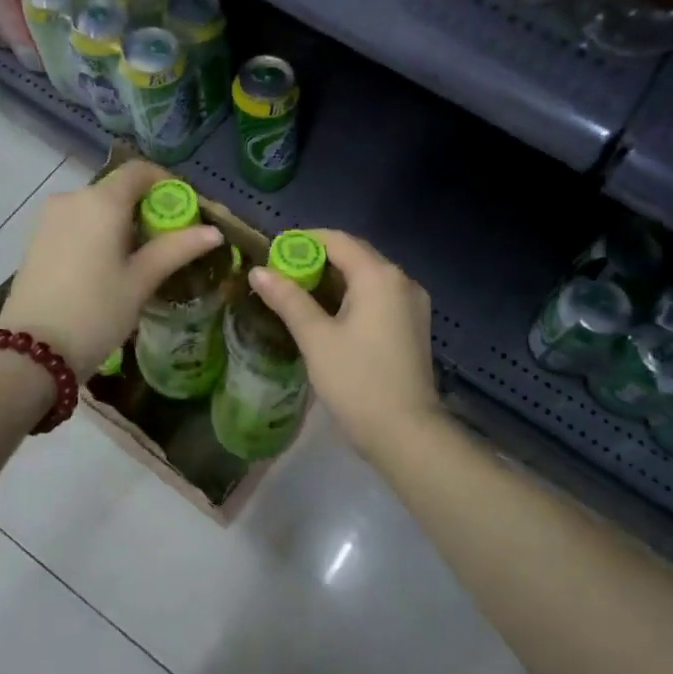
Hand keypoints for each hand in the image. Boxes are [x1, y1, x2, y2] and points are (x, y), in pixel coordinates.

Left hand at [1, 161, 221, 378]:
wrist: (31, 353)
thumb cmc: (95, 312)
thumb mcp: (141, 281)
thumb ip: (177, 249)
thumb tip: (215, 232)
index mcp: (101, 202)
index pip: (139, 171)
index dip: (167, 184)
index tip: (186, 211)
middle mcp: (72, 199)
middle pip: (118, 189)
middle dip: (147, 208)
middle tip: (169, 243)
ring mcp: (49, 218)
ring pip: (96, 207)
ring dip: (122, 222)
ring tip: (141, 260)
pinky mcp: (36, 239)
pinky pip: (77, 222)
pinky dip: (98, 233)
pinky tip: (108, 266)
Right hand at [249, 229, 443, 457]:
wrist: (406, 433)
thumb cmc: (357, 381)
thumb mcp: (316, 338)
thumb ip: (288, 300)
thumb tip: (258, 271)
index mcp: (379, 276)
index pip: (337, 240)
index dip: (303, 241)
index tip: (273, 252)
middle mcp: (402, 280)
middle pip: (355, 255)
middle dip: (318, 260)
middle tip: (281, 275)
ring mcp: (412, 303)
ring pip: (368, 277)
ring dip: (335, 279)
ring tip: (298, 294)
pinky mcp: (414, 325)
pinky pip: (379, 296)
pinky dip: (353, 296)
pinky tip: (330, 314)